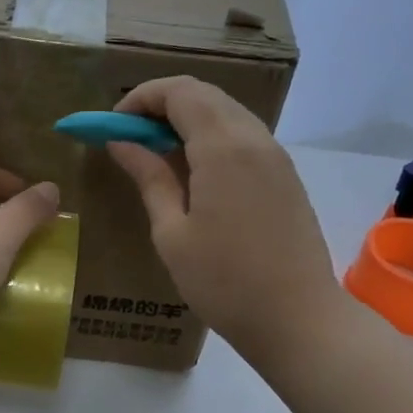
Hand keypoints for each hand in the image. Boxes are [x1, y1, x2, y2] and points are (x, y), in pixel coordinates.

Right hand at [107, 77, 344, 370]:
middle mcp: (254, 138)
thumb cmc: (224, 282)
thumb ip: (149, 178)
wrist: (299, 320)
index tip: (114, 125)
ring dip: (187, 119)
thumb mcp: (172, 233)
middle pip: (204, 94)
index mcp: (223, 148)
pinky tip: (193, 171)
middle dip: (161, 104)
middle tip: (130, 136)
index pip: (179, 92)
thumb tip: (121, 142)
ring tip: (156, 153)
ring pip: (226, 111)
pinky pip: (243, 135)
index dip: (141, 98)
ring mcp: (275, 155)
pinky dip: (211, 136)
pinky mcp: (285, 175)